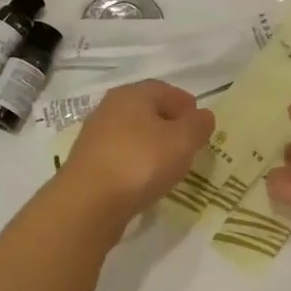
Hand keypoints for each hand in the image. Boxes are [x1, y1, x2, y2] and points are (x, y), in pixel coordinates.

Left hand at [57, 80, 214, 224]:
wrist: (89, 201)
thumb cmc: (141, 161)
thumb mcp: (183, 141)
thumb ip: (198, 125)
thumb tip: (203, 115)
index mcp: (132, 94)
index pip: (163, 89)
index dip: (184, 103)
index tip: (200, 121)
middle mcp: (109, 109)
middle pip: (145, 110)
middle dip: (168, 123)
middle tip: (188, 142)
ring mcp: (95, 137)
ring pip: (132, 134)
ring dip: (151, 144)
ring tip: (170, 164)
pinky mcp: (88, 164)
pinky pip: (120, 156)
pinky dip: (136, 162)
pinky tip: (145, 179)